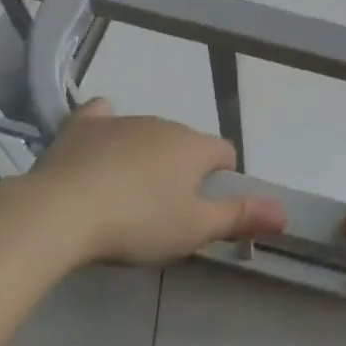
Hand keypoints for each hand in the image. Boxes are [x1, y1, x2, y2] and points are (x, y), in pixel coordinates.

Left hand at [30, 100, 284, 264]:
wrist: (60, 211)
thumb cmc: (137, 222)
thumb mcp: (193, 230)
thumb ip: (240, 217)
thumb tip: (286, 212)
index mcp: (194, 147)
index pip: (224, 152)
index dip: (222, 176)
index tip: (207, 205)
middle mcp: (164, 124)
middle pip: (185, 142)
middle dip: (182, 167)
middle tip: (165, 209)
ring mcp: (122, 121)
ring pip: (147, 132)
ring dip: (147, 154)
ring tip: (129, 194)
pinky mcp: (84, 126)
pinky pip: (102, 116)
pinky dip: (106, 126)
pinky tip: (99, 142)